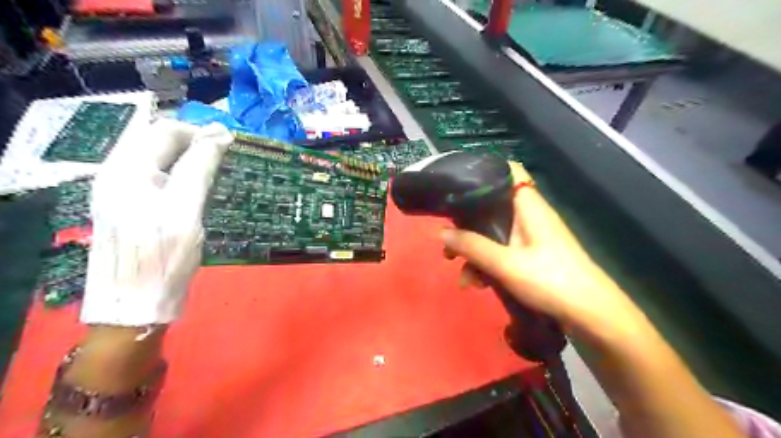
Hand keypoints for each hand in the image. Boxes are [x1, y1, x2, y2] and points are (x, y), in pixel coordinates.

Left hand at [78, 122, 231, 326]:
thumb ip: (198, 168)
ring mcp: (122, 191)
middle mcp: (118, 174)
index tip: (233, 145)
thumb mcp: (184, 212)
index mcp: (126, 171)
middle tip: (228, 159)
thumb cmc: (162, 261)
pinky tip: (201, 188)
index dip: (201, 132)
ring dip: (191, 158)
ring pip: (160, 158)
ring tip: (219, 172)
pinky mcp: (131, 207)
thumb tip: (220, 134)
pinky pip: (159, 176)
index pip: (165, 130)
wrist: (135, 306)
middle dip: (195, 143)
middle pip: (159, 140)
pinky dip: (183, 175)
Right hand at [438, 163, 647, 340]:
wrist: (590, 314)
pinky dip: (488, 264)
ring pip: (495, 233)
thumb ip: (472, 246)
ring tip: (463, 278)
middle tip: (449, 242)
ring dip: (475, 252)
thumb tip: (441, 232)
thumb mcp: (505, 263)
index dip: (485, 170)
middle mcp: (529, 216)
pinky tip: (478, 285)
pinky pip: (503, 251)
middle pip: (493, 206)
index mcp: (528, 206)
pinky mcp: (531, 256)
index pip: (509, 170)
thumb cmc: (550, 280)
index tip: (457, 182)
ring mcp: (530, 237)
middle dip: (468, 223)